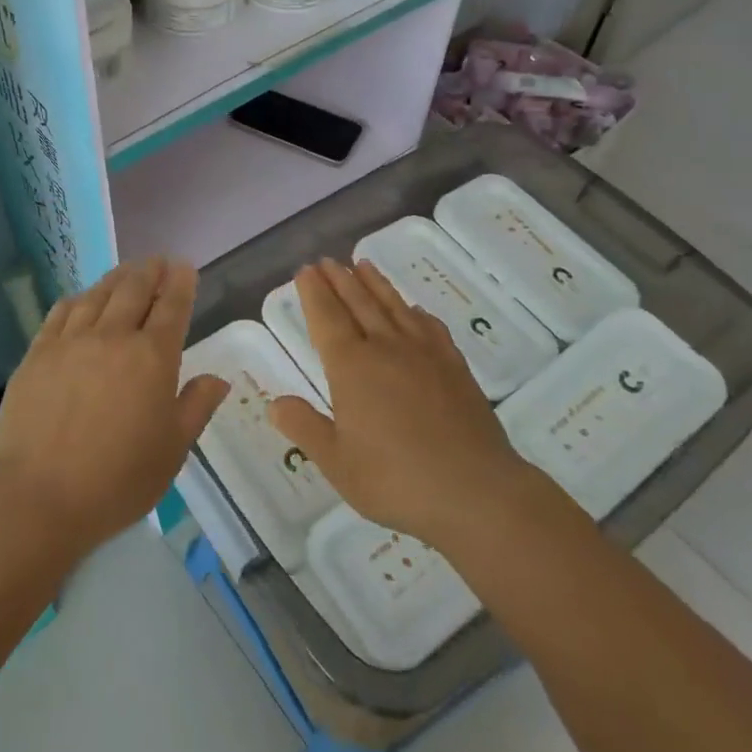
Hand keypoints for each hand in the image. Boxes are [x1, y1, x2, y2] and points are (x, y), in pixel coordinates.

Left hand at [0, 258, 226, 557]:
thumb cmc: (117, 480)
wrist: (39, 496)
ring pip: (98, 294)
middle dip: (150, 270)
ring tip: (126, 271)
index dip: (180, 283)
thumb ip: (196, 407)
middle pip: (134, 289)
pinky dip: (78, 299)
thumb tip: (218, 379)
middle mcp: (113, 337)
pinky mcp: (38, 352)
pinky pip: (62, 312)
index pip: (171, 306)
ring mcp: (71, 341)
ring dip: (117, 277)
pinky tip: (82, 299)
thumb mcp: (172, 450)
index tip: (184, 267)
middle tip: (158, 261)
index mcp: (152, 358)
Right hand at [269, 260, 538, 553]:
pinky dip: (416, 313)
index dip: (313, 292)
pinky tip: (414, 311)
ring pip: (394, 307)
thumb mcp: (337, 462)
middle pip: (358, 303)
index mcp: (351, 367)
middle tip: (327, 260)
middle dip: (339, 279)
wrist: (475, 491)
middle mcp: (386, 348)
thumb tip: (276, 402)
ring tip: (363, 264)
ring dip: (375, 284)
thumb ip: (305, 427)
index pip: (326, 317)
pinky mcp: (455, 367)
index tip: (305, 270)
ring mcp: (425, 354)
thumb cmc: (396, 480)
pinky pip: (430, 327)